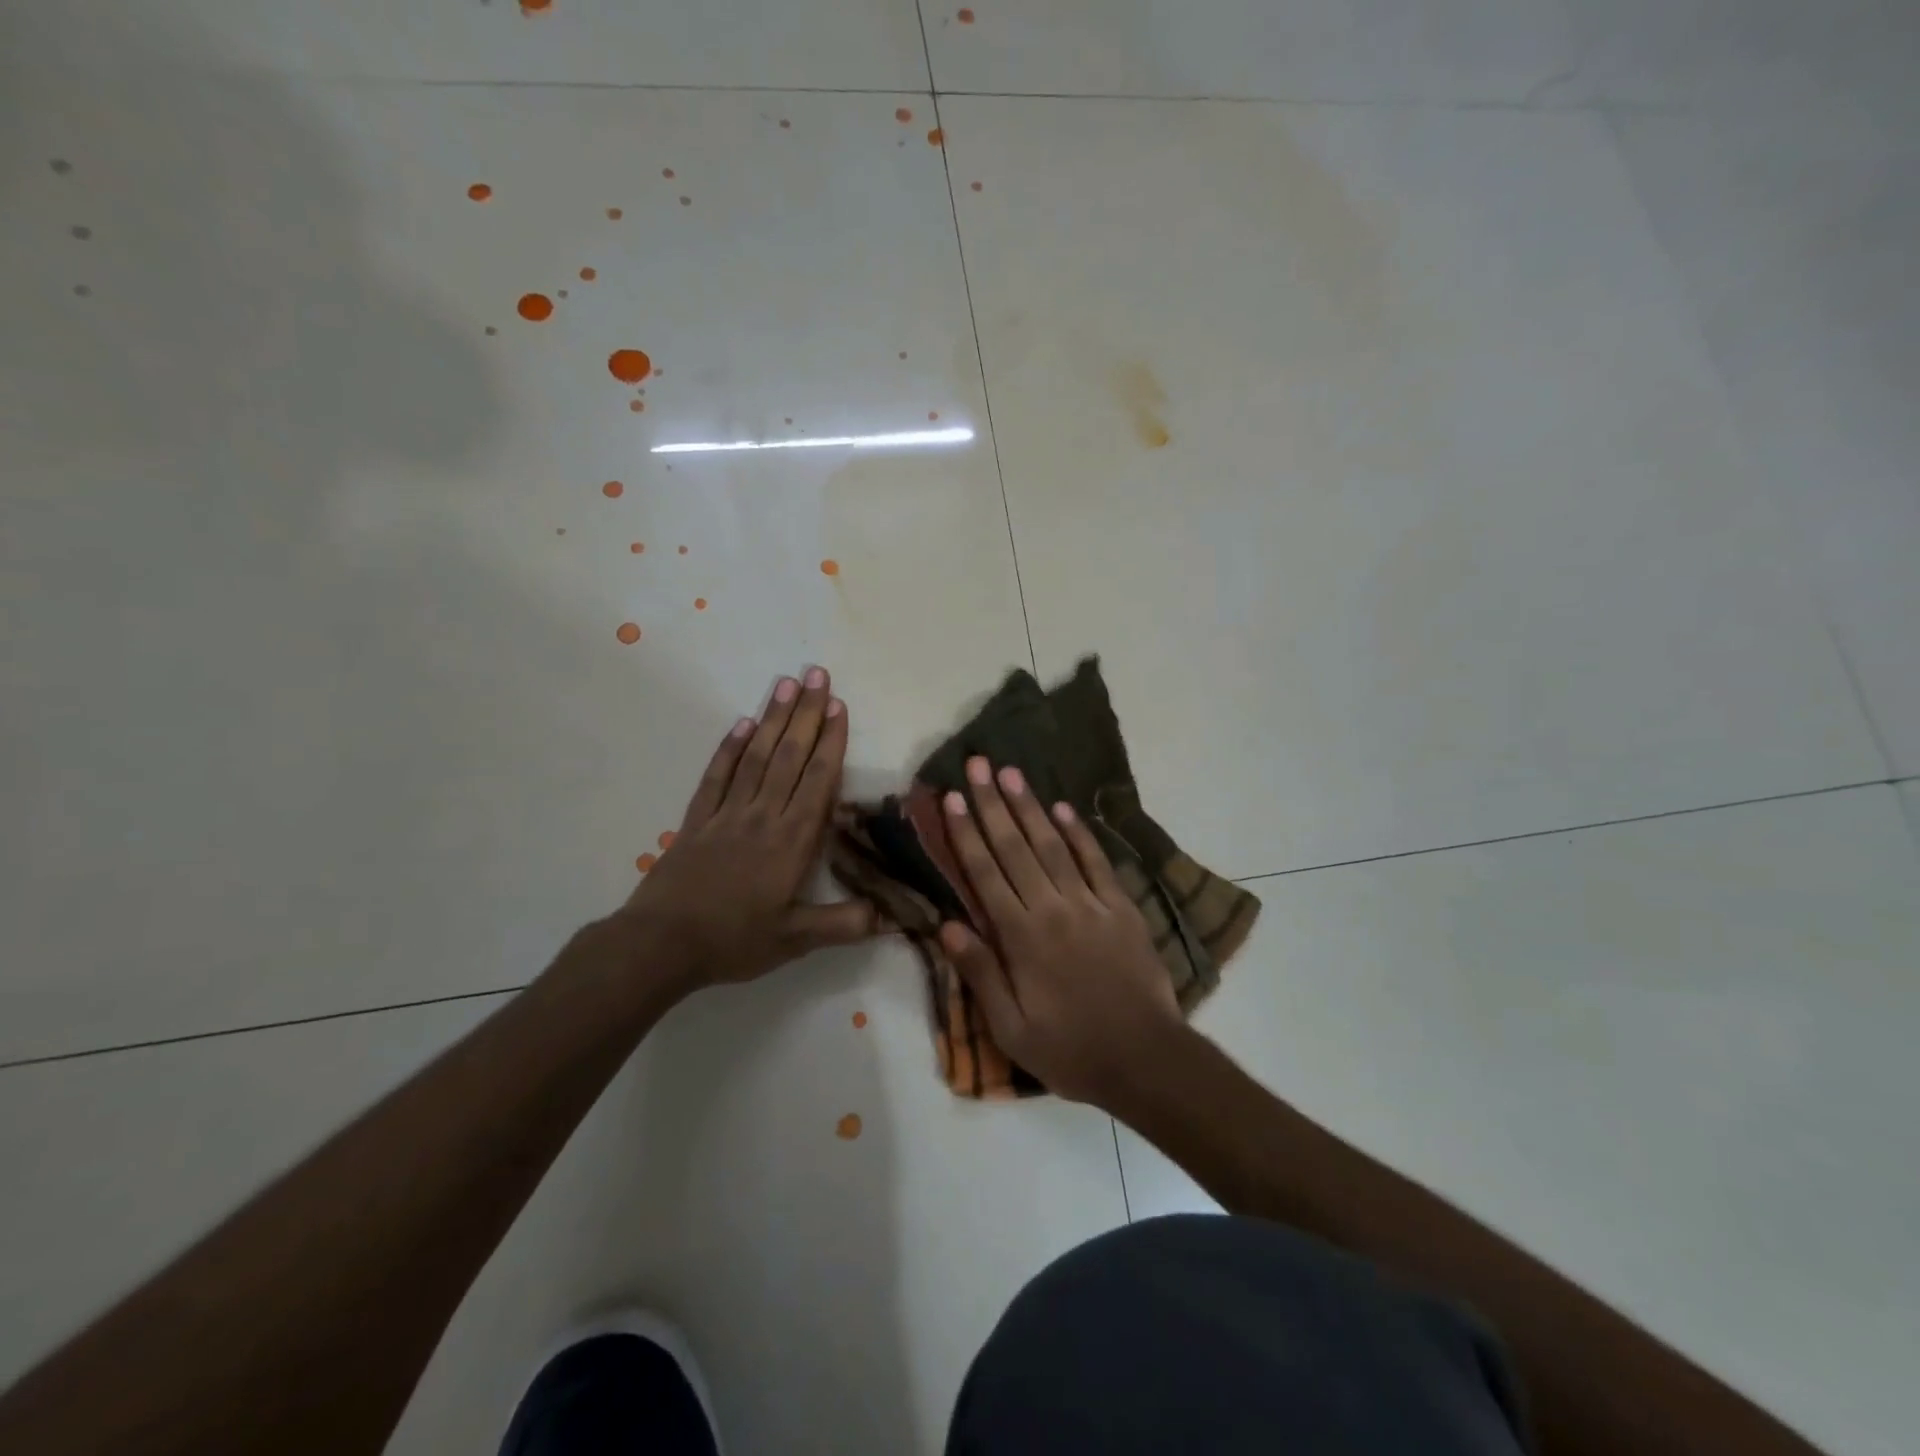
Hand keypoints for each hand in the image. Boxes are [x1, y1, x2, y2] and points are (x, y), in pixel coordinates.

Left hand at [612, 666, 877, 990]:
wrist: (661, 944)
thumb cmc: (734, 941)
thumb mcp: (795, 941)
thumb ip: (843, 924)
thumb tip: (892, 916)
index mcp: (791, 841)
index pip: (817, 781)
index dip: (830, 742)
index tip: (839, 706)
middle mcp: (762, 816)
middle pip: (788, 757)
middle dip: (805, 714)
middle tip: (817, 674)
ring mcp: (726, 814)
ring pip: (754, 757)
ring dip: (771, 719)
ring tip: (785, 683)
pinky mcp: (696, 820)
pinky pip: (716, 776)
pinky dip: (729, 748)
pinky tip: (741, 723)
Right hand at [938, 756, 1184, 1107]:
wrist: (1146, 1059)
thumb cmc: (1071, 1050)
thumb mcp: (1011, 1028)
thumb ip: (980, 973)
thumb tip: (947, 924)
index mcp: (1021, 937)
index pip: (985, 874)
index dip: (966, 833)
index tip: (951, 798)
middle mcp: (1052, 909)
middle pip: (1015, 848)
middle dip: (993, 803)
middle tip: (978, 764)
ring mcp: (1090, 904)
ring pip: (1053, 845)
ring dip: (1030, 807)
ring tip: (1012, 773)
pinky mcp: (1121, 908)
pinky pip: (1096, 862)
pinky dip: (1079, 833)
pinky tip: (1063, 808)